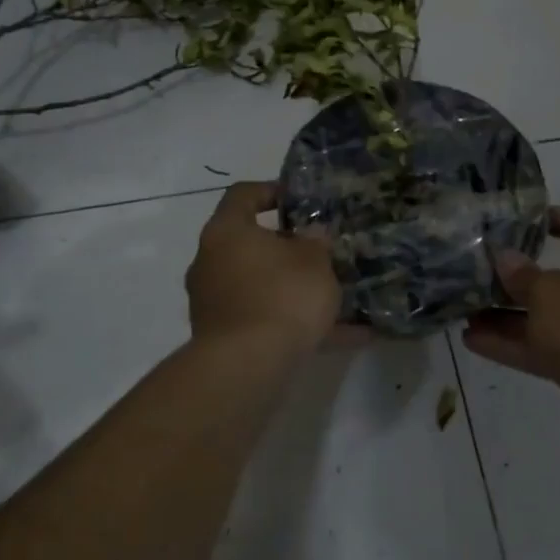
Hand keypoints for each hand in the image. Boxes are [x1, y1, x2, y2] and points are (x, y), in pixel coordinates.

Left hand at [185, 181, 341, 356]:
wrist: (247, 367)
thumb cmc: (281, 295)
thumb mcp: (314, 261)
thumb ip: (316, 243)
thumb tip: (311, 236)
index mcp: (226, 231)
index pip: (243, 195)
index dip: (272, 191)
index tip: (301, 202)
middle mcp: (211, 262)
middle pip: (250, 244)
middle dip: (289, 249)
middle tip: (322, 252)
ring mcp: (214, 302)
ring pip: (261, 286)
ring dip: (295, 290)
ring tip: (340, 299)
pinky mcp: (223, 338)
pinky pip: (267, 321)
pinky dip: (300, 326)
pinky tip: (347, 337)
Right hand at [463, 207, 559, 421]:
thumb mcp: (551, 294)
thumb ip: (523, 275)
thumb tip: (505, 258)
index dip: (557, 219)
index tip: (523, 219)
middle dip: (521, 278)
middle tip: (485, 269)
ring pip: (553, 318)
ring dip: (512, 315)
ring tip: (467, 309)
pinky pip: (550, 348)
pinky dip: (517, 344)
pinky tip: (475, 340)